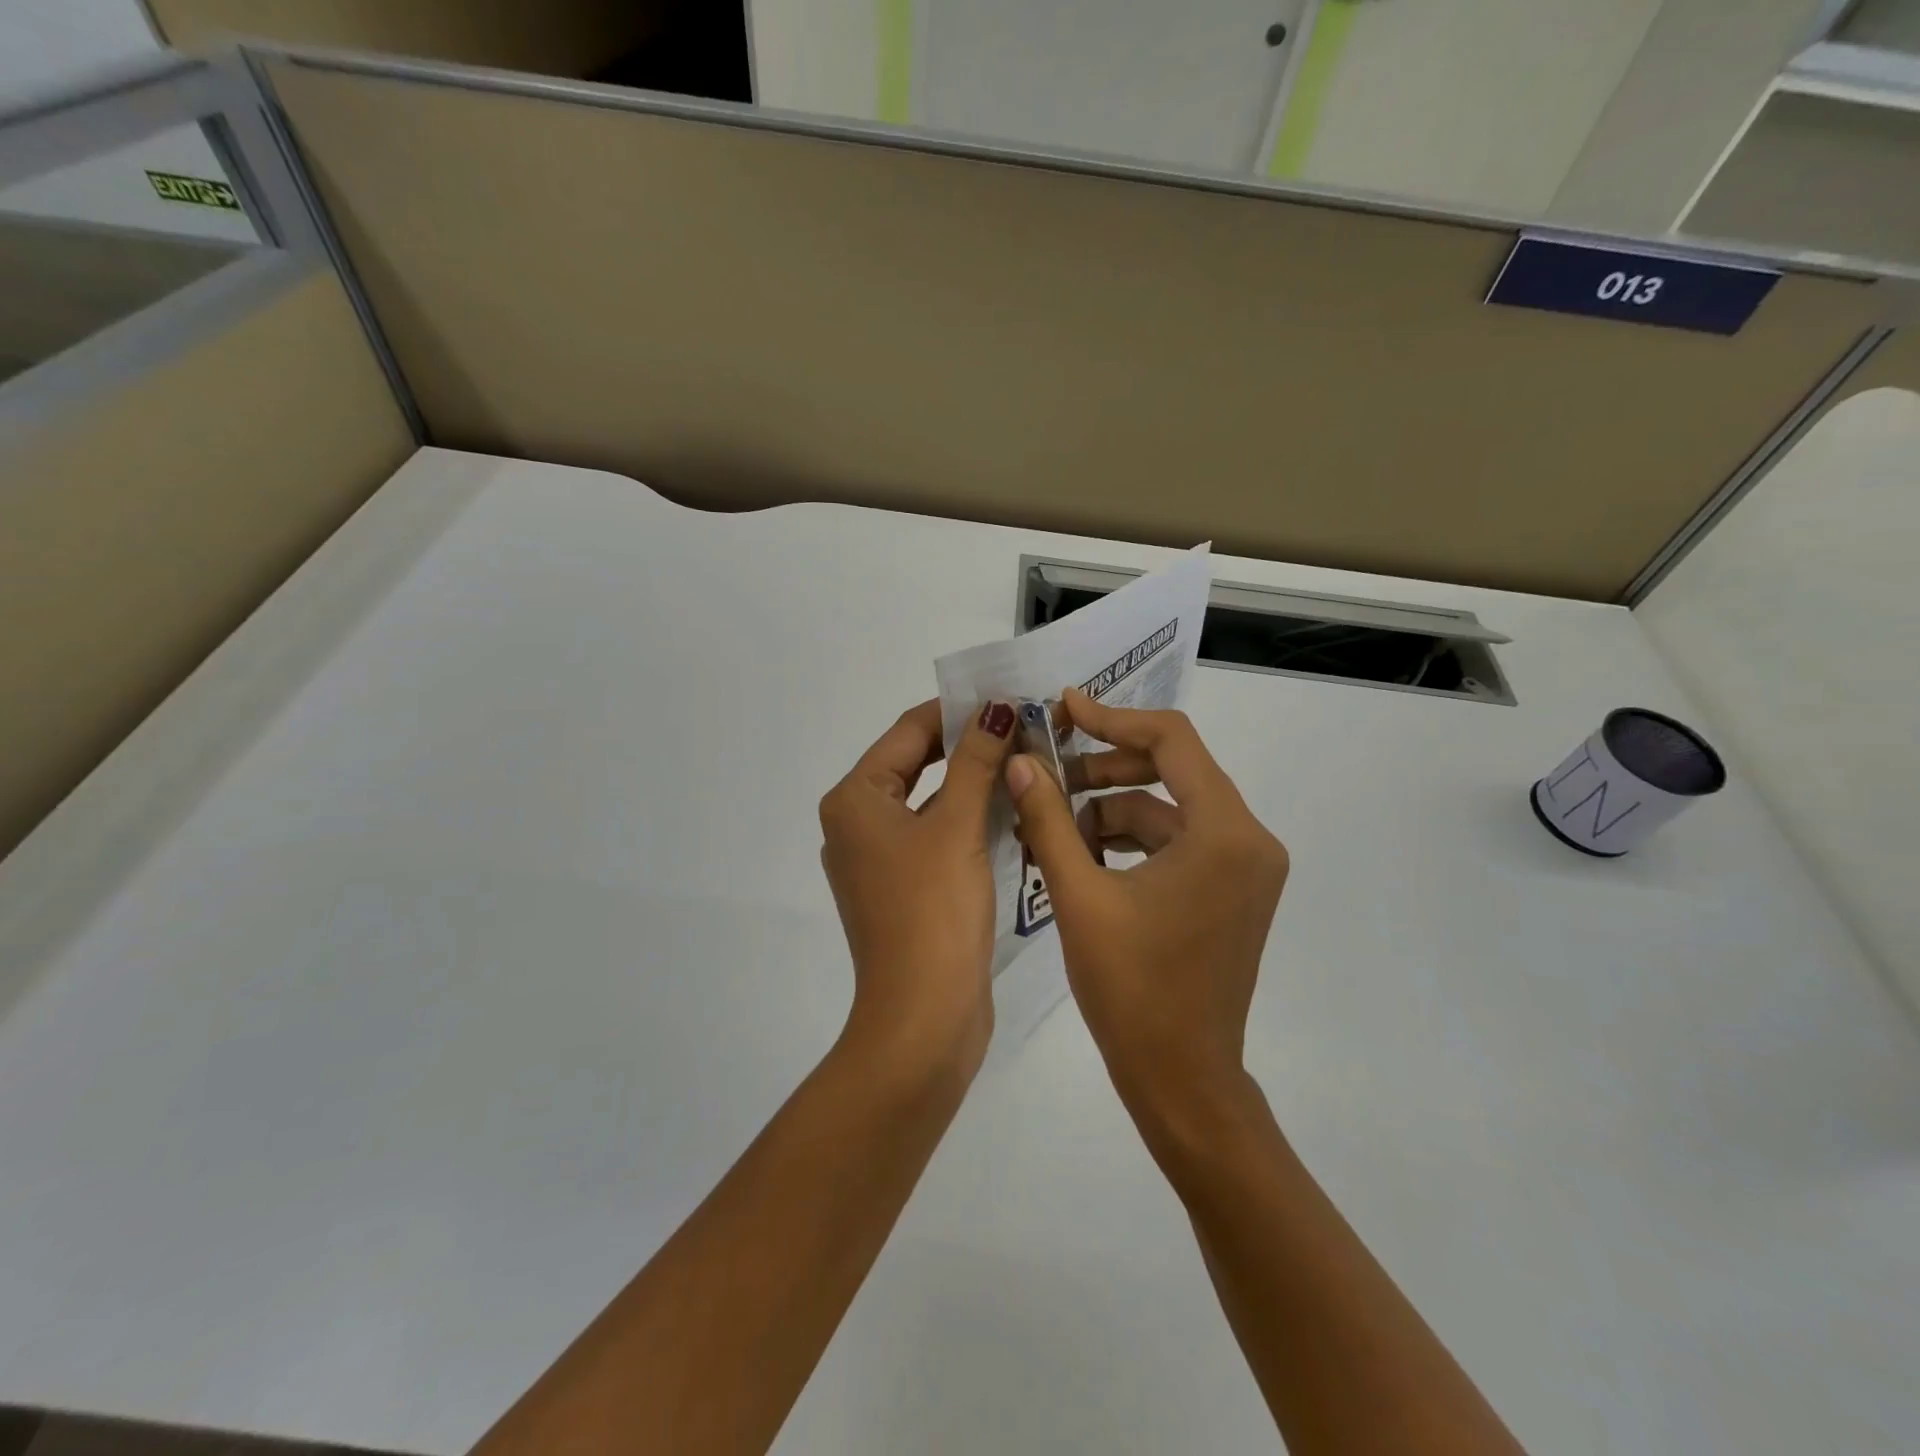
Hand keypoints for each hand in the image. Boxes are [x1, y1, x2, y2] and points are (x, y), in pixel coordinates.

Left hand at [819, 699, 1018, 1076]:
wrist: (922, 1019)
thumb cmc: (933, 912)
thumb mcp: (957, 826)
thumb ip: (976, 761)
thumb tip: (996, 707)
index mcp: (855, 799)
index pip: (908, 731)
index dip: (958, 710)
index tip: (1010, 697)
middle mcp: (857, 823)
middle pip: (917, 764)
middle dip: (970, 746)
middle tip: (1026, 728)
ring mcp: (878, 860)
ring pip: (931, 802)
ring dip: (974, 783)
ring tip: (1028, 761)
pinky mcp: (903, 889)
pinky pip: (936, 837)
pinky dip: (969, 820)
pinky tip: (1013, 811)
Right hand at [1004, 688, 1288, 1137]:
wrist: (1181, 1080)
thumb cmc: (1132, 990)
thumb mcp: (1079, 896)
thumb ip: (1048, 819)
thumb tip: (1018, 761)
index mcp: (1225, 833)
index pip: (1172, 740)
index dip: (1112, 718)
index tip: (1062, 710)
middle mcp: (1249, 839)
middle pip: (1172, 770)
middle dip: (1104, 767)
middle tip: (1046, 770)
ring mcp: (1244, 867)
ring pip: (1168, 809)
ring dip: (1109, 808)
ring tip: (1050, 824)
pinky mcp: (1230, 889)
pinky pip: (1175, 842)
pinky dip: (1129, 840)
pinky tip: (1079, 855)